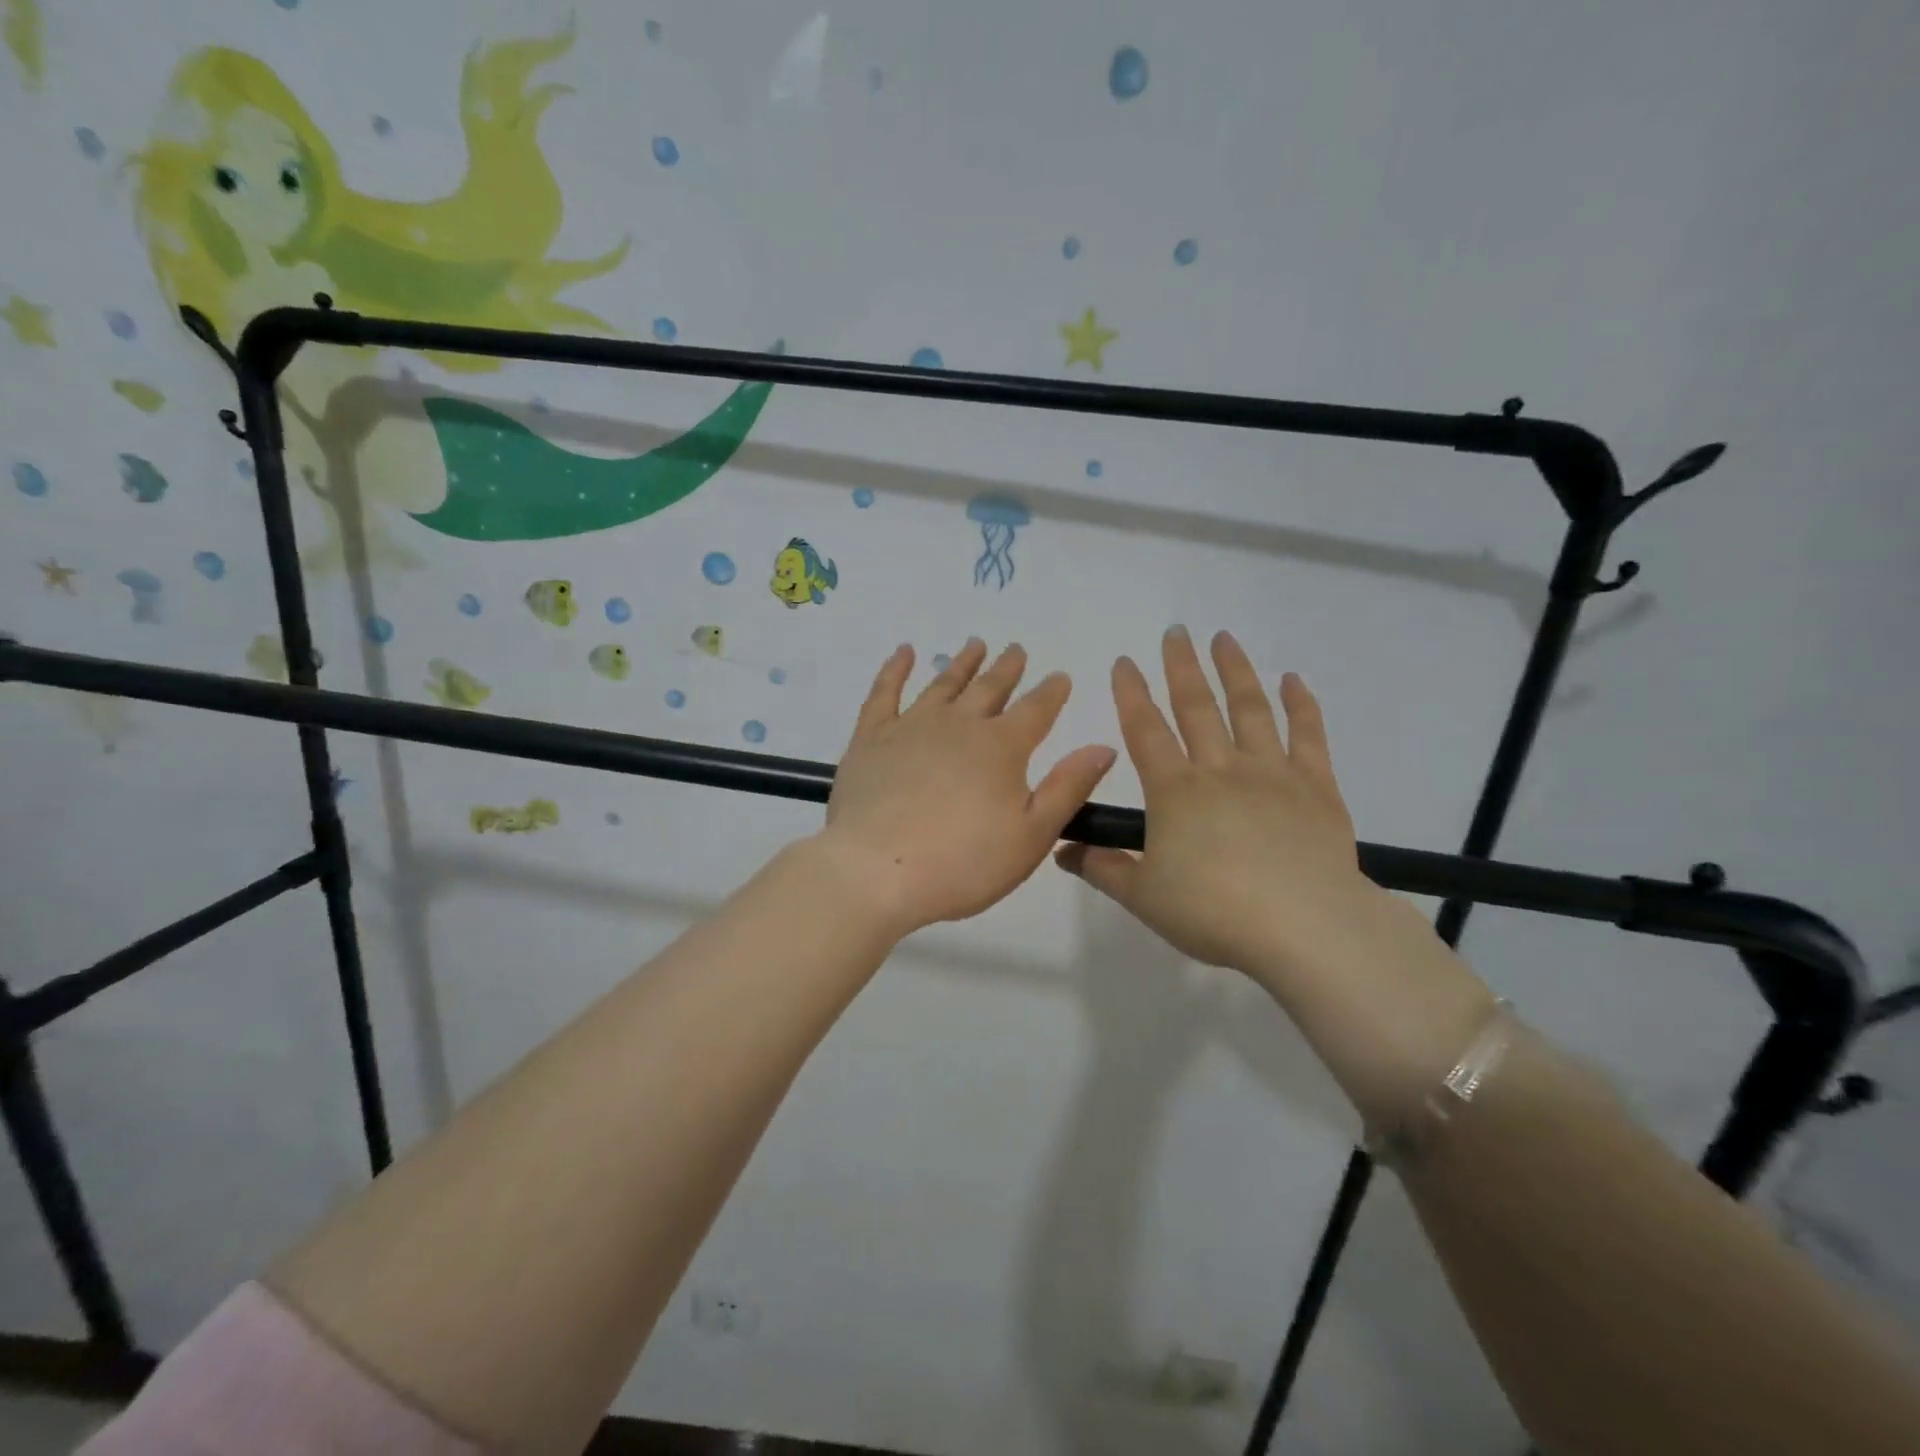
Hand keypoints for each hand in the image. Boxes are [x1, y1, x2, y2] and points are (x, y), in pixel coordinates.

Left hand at [819, 639, 1117, 936]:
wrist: (876, 871)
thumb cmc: (962, 863)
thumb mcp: (1032, 835)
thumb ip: (1068, 788)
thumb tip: (1103, 747)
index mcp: (1002, 748)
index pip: (1036, 710)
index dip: (1051, 692)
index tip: (1060, 676)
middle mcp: (960, 725)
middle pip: (989, 688)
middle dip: (1007, 668)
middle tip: (1016, 649)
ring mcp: (911, 726)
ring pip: (943, 683)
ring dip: (963, 663)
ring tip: (975, 644)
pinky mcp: (871, 738)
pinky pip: (885, 692)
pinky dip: (895, 668)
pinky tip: (903, 652)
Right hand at [1058, 627, 1494, 1127]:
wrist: (1304, 928)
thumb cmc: (1214, 912)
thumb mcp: (1143, 898)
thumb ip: (1102, 868)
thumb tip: (1061, 850)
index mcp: (1175, 791)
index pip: (1145, 729)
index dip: (1131, 693)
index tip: (1124, 661)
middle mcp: (1220, 769)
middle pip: (1196, 706)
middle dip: (1181, 667)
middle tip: (1175, 632)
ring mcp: (1272, 773)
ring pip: (1250, 708)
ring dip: (1234, 670)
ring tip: (1223, 639)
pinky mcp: (1316, 787)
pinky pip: (1308, 735)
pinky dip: (1301, 704)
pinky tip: (1293, 679)